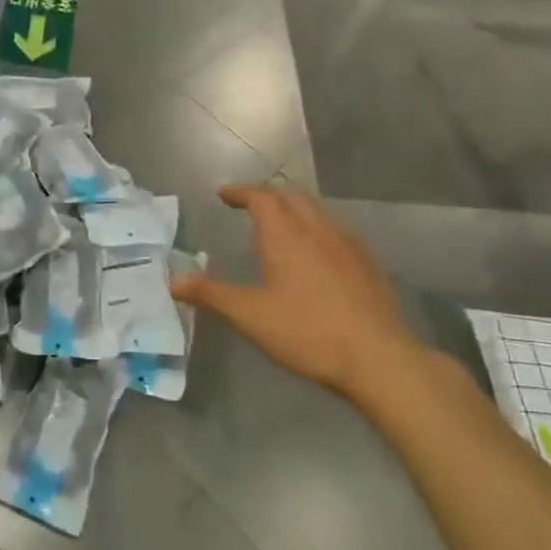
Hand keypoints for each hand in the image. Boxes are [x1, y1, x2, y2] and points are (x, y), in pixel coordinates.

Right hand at [171, 183, 429, 414]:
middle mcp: (317, 229)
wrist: (379, 358)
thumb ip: (211, 294)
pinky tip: (316, 253)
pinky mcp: (367, 264)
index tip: (223, 194)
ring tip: (279, 224)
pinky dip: (316, 229)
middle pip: (290, 197)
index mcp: (286, 235)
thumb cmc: (307, 332)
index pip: (260, 197)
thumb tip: (172, 280)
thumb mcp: (250, 316)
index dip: (240, 192)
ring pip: (316, 211)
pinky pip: (336, 231)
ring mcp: (347, 244)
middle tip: (247, 204)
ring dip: (293, 209)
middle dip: (266, 195)